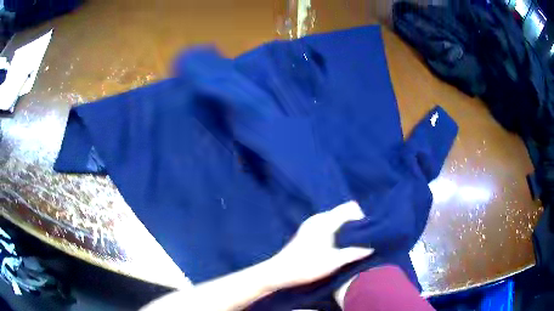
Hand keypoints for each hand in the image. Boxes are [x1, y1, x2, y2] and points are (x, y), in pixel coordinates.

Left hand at [266, 201, 373, 288]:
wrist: (279, 272)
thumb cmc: (307, 267)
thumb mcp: (334, 262)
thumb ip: (355, 252)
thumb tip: (372, 247)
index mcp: (325, 221)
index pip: (350, 207)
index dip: (361, 217)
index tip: (365, 233)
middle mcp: (318, 218)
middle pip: (343, 212)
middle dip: (354, 223)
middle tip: (361, 240)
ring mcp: (311, 223)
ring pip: (336, 219)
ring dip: (345, 228)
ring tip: (350, 244)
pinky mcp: (307, 230)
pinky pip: (328, 224)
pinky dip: (336, 231)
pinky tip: (337, 246)